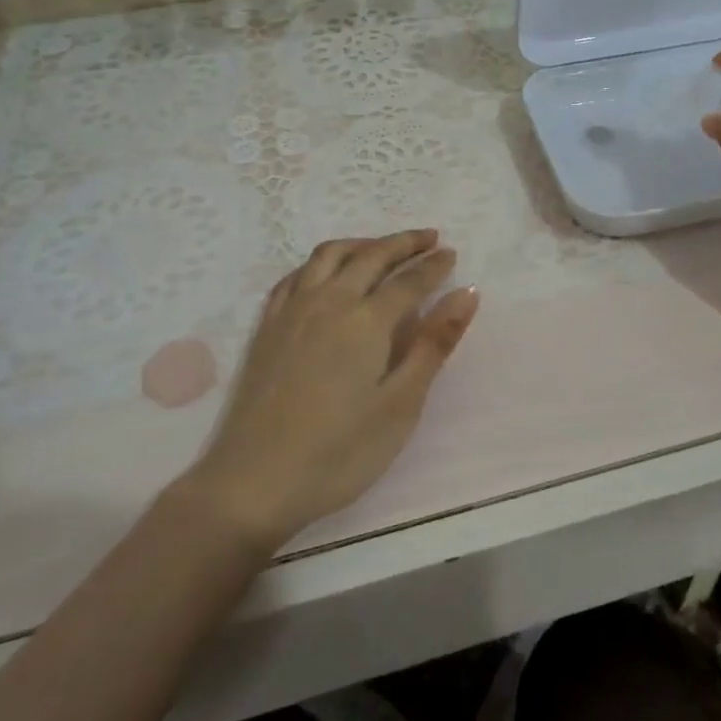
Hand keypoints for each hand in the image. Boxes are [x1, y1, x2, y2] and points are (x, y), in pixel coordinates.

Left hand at [191, 229, 478, 545]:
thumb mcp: (400, 404)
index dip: (434, 265)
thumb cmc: (339, 452)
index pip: (409, 279)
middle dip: (404, 243)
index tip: (452, 254)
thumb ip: (434, 344)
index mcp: (366, 320)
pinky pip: (296, 274)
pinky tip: (327, 274)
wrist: (253, 482)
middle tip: (429, 238)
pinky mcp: (267, 326)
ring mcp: (292, 310)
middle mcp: (329, 301)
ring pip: (330, 255)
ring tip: (382, 247)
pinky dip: (321, 262)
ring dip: (362, 243)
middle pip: (371, 255)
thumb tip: (467, 293)